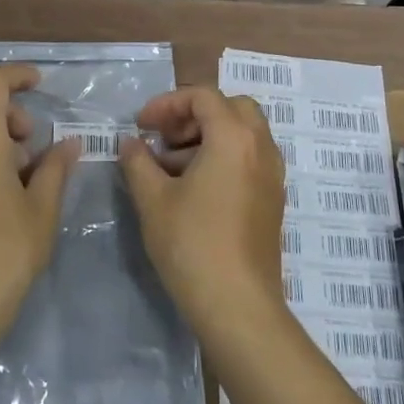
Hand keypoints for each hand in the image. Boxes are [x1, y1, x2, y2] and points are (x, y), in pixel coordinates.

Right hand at [117, 86, 286, 330]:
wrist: (239, 307)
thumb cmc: (192, 245)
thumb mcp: (153, 200)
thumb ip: (138, 162)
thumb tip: (131, 143)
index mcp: (234, 137)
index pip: (202, 96)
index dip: (167, 103)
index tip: (141, 126)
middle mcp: (261, 148)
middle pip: (230, 108)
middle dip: (193, 115)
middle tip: (165, 138)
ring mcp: (272, 175)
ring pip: (243, 134)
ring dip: (207, 137)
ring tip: (171, 169)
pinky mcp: (273, 200)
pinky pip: (250, 159)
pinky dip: (223, 158)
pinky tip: (194, 191)